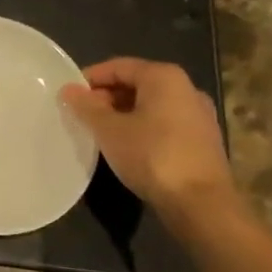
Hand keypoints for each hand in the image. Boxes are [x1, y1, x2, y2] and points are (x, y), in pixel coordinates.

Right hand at [61, 57, 235, 217]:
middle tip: (82, 116)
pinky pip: (164, 124)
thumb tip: (68, 90)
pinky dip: (142, 129)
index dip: (90, 78)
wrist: (202, 205)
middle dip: (107, 97)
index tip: (69, 96)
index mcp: (164, 77)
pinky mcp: (203, 141)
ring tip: (100, 133)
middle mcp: (186, 89)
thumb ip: (87, 107)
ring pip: (151, 106)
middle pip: (137, 84)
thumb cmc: (152, 156)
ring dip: (123, 115)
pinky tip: (127, 148)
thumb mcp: (109, 130)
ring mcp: (199, 116)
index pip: (119, 66)